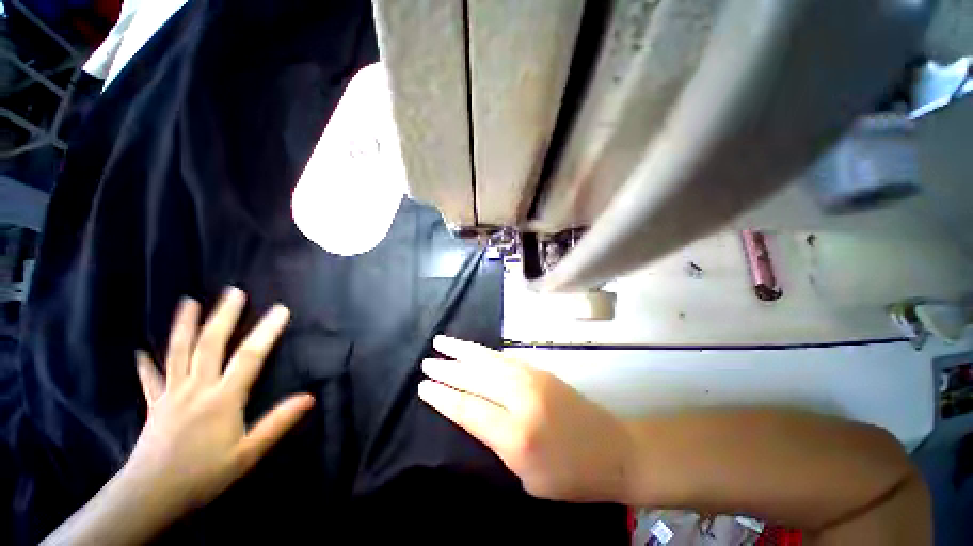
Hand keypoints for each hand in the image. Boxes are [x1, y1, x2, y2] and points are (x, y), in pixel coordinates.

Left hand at [126, 287, 312, 513]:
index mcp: (223, 398)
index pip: (250, 357)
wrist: (152, 495)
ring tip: (188, 303)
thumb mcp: (248, 453)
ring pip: (179, 353)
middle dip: (224, 316)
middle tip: (233, 292)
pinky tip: (140, 352)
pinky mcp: (155, 405)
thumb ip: (278, 423)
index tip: (280, 310)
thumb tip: (309, 397)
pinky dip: (146, 365)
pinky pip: (150, 380)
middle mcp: (197, 388)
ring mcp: (172, 394)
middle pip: (211, 345)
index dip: (267, 331)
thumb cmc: (204, 474)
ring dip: (184, 326)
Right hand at [419, 335, 632, 502]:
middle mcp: (521, 399)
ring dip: (463, 350)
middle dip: (448, 368)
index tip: (423, 385)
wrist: (613, 449)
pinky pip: (504, 358)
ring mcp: (532, 378)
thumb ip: (496, 441)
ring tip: (442, 342)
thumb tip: (472, 412)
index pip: (468, 408)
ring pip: (488, 359)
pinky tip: (473, 350)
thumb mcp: (526, 475)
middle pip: (475, 377)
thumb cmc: (570, 476)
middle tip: (426, 361)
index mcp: (516, 434)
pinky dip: (484, 352)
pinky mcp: (540, 370)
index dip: (443, 395)